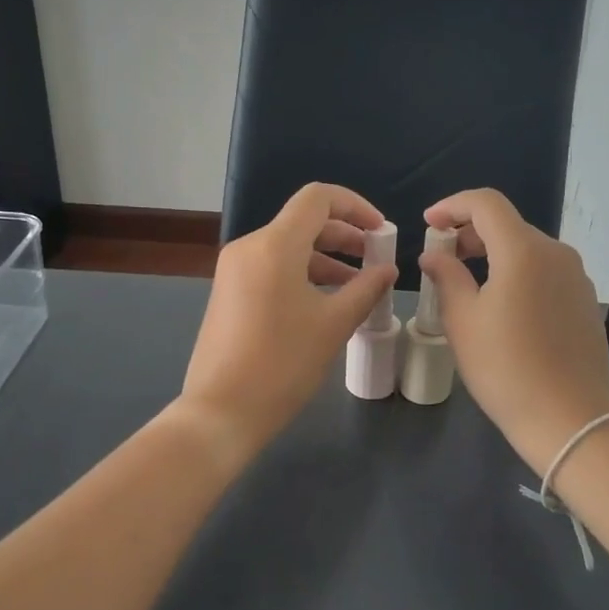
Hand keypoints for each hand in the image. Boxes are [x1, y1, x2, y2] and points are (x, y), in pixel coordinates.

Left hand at [180, 183, 394, 460]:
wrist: (221, 411)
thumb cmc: (283, 364)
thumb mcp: (333, 325)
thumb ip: (366, 289)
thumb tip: (387, 270)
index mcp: (274, 245)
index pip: (318, 198)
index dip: (355, 206)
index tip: (380, 231)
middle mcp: (250, 247)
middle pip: (304, 222)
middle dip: (344, 236)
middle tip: (376, 259)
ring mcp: (235, 270)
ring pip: (288, 248)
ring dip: (326, 259)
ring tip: (359, 287)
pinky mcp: (229, 293)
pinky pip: (272, 268)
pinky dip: (303, 275)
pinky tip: (326, 302)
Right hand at [420, 189, 608, 475]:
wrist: (570, 420)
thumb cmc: (506, 369)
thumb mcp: (463, 321)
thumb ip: (446, 276)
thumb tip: (435, 254)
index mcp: (524, 250)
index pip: (486, 203)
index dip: (452, 205)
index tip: (428, 222)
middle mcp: (556, 253)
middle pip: (508, 224)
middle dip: (470, 231)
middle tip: (442, 255)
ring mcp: (576, 277)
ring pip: (527, 248)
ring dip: (494, 252)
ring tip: (467, 280)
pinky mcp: (584, 300)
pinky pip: (544, 271)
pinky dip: (517, 272)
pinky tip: (502, 303)